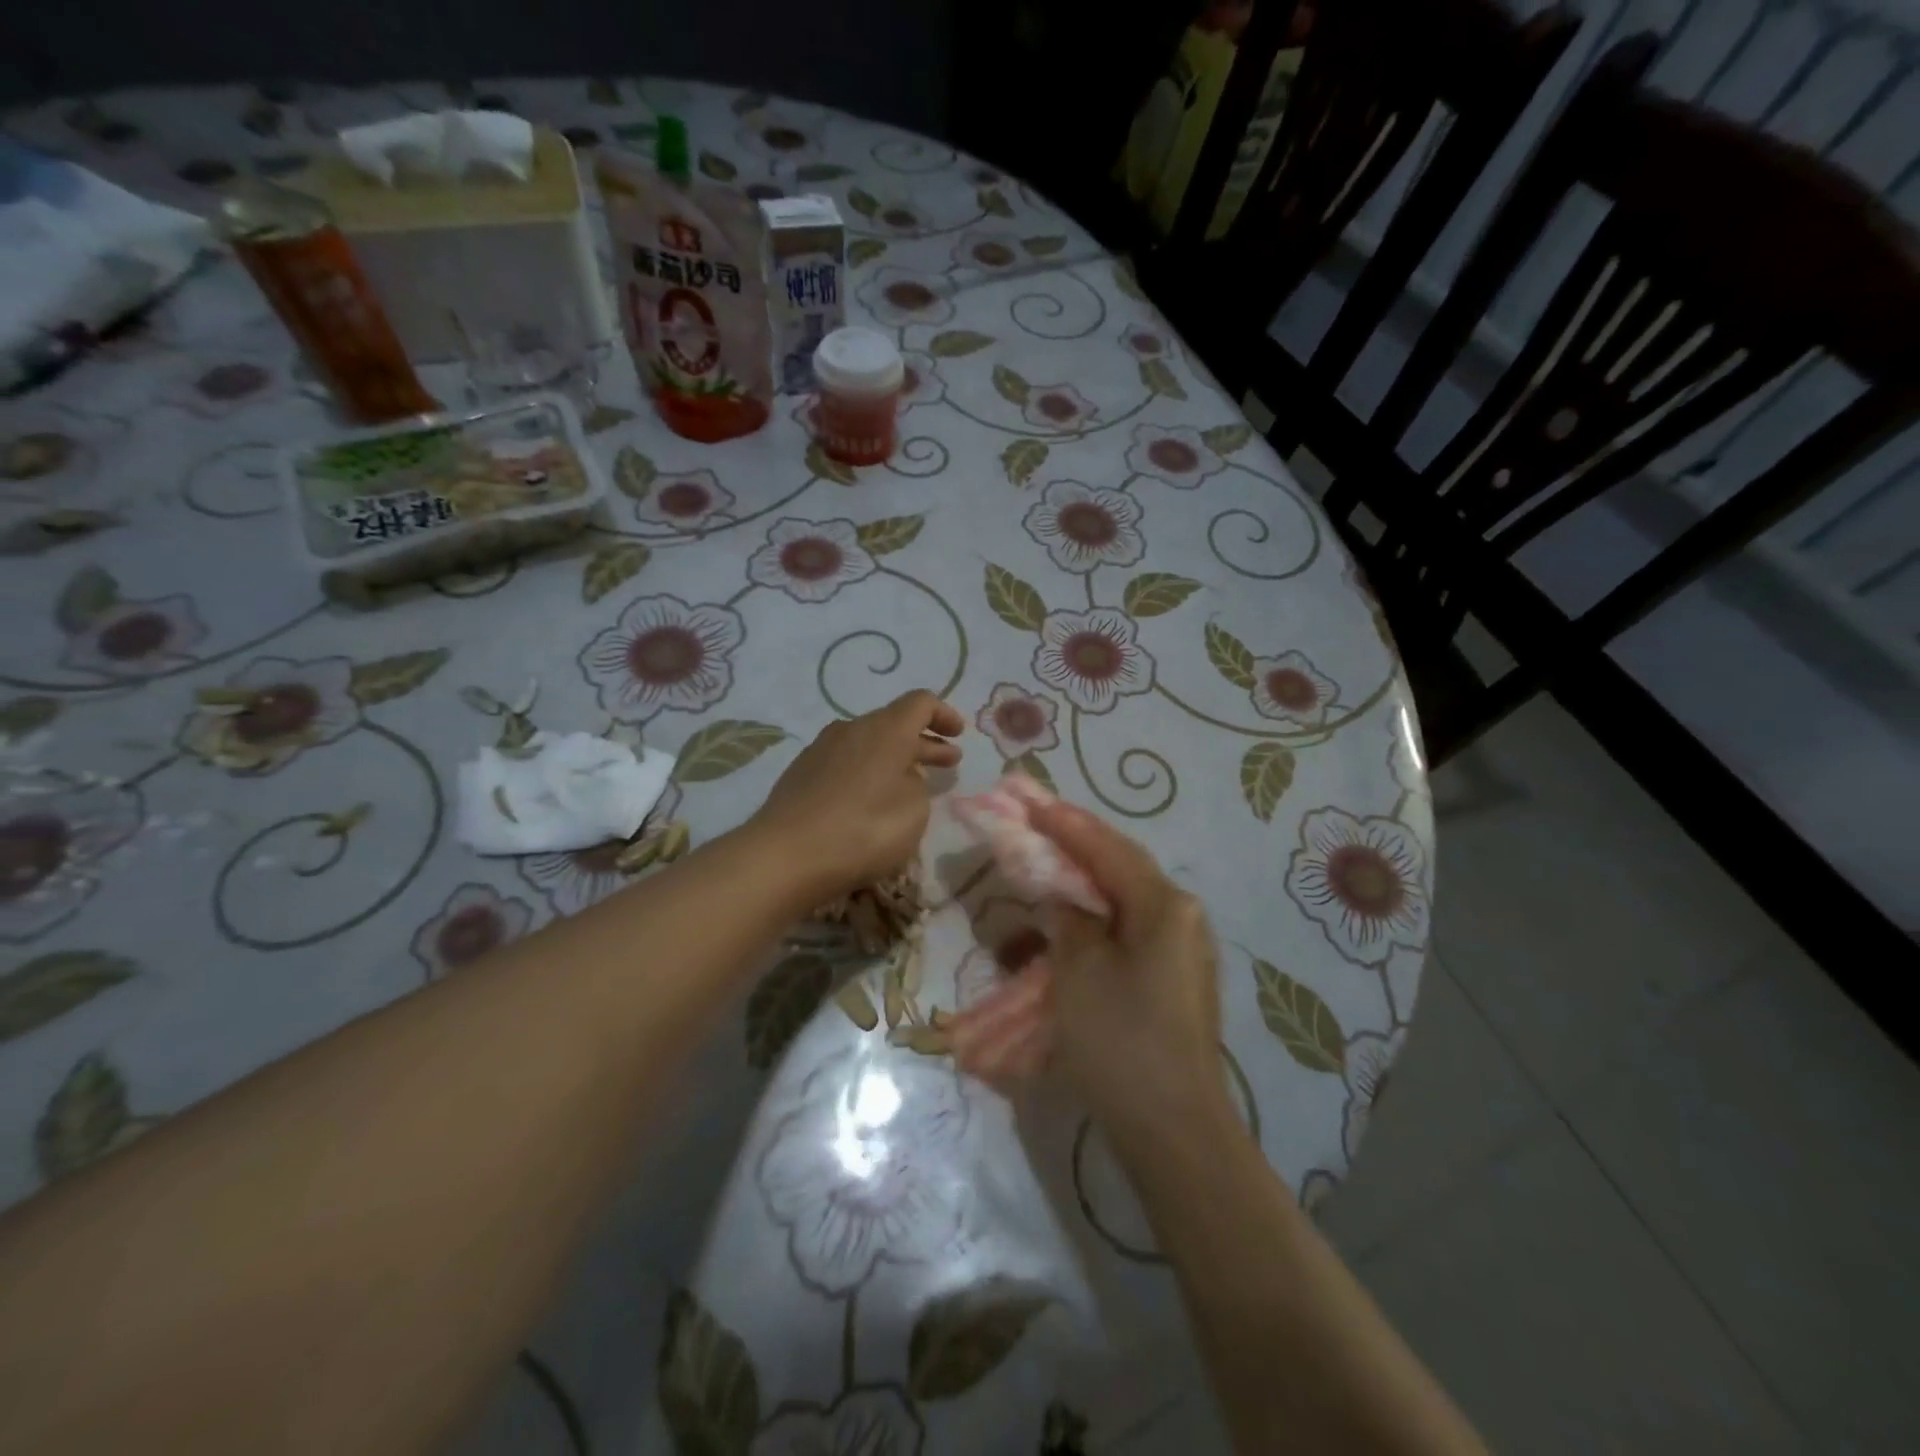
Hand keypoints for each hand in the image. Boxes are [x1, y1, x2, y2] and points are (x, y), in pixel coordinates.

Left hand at [751, 691, 962, 901]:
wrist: (785, 856)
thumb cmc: (863, 830)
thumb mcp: (914, 811)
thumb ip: (917, 785)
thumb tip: (902, 777)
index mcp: (885, 729)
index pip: (921, 703)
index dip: (944, 715)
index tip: (959, 735)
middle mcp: (852, 728)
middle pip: (894, 723)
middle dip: (925, 741)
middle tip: (949, 762)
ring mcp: (821, 749)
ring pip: (868, 743)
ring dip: (895, 758)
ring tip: (912, 781)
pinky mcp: (801, 772)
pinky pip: (846, 761)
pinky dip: (868, 771)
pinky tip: (871, 798)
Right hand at [1027, 799, 1229, 1158]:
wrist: (1174, 1131)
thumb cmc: (1122, 1041)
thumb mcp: (1079, 970)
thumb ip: (1067, 918)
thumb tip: (1064, 896)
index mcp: (1165, 906)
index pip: (1107, 848)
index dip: (1064, 822)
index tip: (1028, 800)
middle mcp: (1182, 917)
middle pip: (1119, 869)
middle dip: (1074, 847)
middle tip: (1034, 825)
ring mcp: (1182, 950)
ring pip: (1123, 901)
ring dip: (1082, 885)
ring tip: (1046, 866)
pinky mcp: (1173, 979)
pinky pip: (1128, 933)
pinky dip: (1094, 922)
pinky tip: (1067, 923)